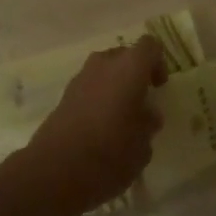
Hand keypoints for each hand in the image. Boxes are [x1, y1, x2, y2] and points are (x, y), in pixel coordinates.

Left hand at [2, 37, 166, 215]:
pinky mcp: (65, 94)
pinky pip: (89, 85)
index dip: (158, 62)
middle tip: (141, 102)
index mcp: (130, 67)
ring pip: (105, 70)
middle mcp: (105, 63)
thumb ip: (149, 123)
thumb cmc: (110, 153)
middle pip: (125, 55)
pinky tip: (100, 126)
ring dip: (115, 85)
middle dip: (135, 74)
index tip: (158, 87)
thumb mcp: (142, 145)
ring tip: (120, 117)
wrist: (56, 169)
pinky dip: (98, 97)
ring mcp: (82, 76)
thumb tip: (148, 114)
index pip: (150, 46)